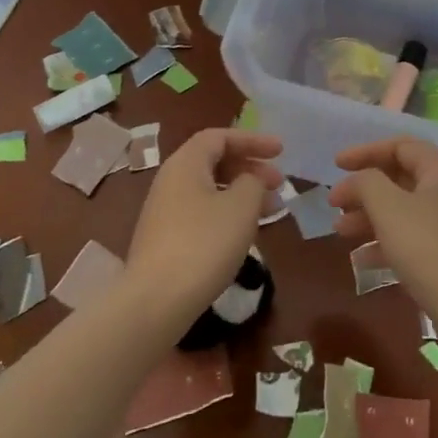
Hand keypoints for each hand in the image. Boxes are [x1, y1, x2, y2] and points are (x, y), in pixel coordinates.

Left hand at [124, 128, 283, 333]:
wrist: (156, 300)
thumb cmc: (204, 243)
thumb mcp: (241, 207)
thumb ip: (253, 183)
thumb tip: (250, 180)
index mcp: (186, 163)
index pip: (220, 137)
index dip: (252, 140)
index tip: (281, 151)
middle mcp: (171, 180)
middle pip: (214, 161)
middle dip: (250, 168)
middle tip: (279, 184)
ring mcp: (165, 211)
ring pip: (210, 189)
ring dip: (242, 193)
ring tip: (271, 210)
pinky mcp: (165, 238)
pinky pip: (202, 212)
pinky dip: (227, 213)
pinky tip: (245, 233)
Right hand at [328, 138, 437, 346]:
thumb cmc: (427, 247)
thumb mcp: (388, 206)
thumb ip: (366, 182)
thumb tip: (356, 181)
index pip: (401, 146)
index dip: (366, 151)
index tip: (336, 165)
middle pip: (399, 178)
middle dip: (364, 189)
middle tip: (334, 203)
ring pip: (401, 210)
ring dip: (368, 217)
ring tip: (339, 230)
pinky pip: (409, 239)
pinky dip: (383, 243)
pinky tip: (360, 259)